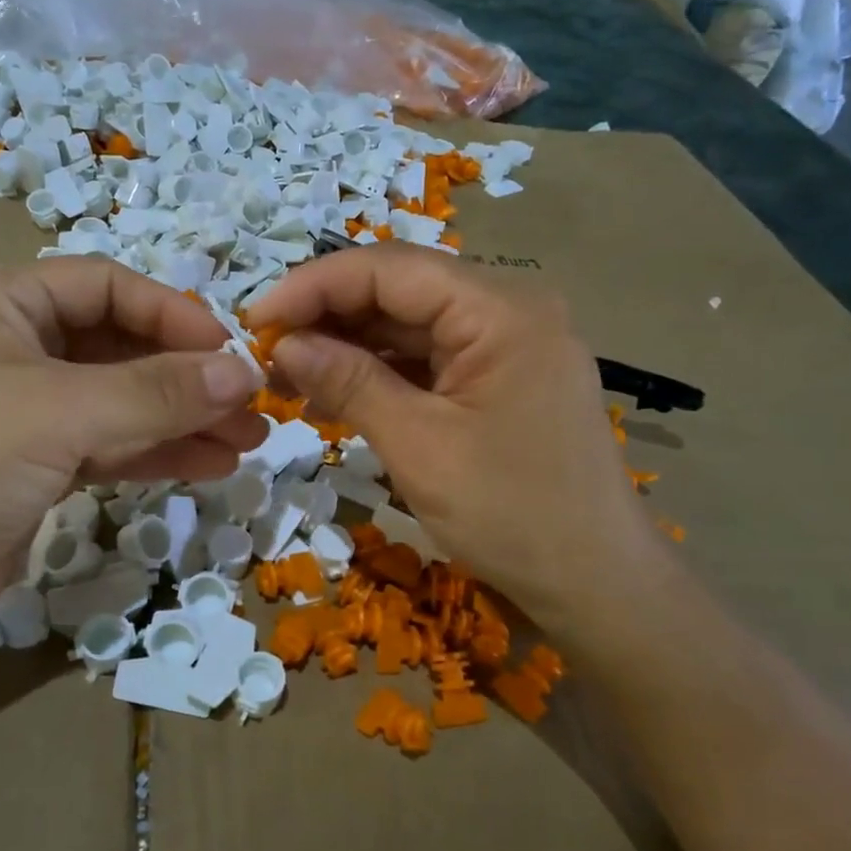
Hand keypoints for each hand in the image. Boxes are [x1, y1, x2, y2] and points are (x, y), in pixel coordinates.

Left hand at [0, 259, 264, 645]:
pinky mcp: (39, 458)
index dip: (173, 315)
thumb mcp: (63, 414)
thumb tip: (244, 372)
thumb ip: (157, 391)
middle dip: (188, 377)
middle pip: (122, 345)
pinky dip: (158, 451)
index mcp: (1, 302)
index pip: (107, 286)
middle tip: (253, 406)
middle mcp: (14, 343)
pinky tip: (211, 464)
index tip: (232, 353)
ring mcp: (28, 405)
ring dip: (184, 418)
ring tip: (248, 440)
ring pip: (123, 399)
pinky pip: (111, 440)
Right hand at [246, 245, 676, 639]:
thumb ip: (350, 383)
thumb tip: (284, 344)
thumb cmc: (512, 514)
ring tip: (286, 377)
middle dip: (328, 316)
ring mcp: (506, 346)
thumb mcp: (419, 446)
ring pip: (409, 326)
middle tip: (264, 352)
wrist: (595, 582)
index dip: (314, 286)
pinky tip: (333, 393)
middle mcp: (508, 311)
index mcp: (501, 309)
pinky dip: (379, 373)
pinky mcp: (499, 380)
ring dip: (348, 347)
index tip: (255, 319)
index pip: (390, 268)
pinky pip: (428, 360)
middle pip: (400, 291)